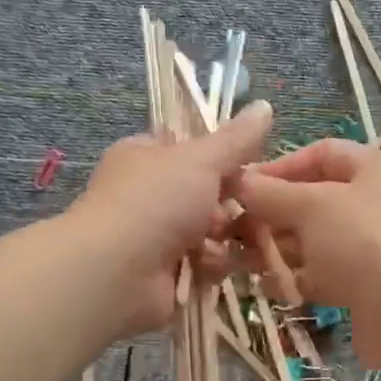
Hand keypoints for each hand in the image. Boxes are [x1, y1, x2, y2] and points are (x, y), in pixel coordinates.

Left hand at [68, 102, 274, 335]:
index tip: (248, 165)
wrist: (116, 272)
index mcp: (144, 157)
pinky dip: (208, 265)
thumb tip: (264, 106)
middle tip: (239, 206)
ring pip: (208, 231)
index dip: (221, 157)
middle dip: (226, 203)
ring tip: (217, 239)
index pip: (189, 150)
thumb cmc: (154, 201)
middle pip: (204, 194)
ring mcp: (152, 236)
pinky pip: (202, 264)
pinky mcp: (163, 275)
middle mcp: (146, 194)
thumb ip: (236, 139)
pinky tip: (204, 266)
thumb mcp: (201, 159)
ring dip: (220, 237)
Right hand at [230, 139, 380, 375]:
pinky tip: (268, 287)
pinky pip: (326, 274)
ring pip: (317, 240)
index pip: (322, 154)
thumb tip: (240, 182)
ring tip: (241, 260)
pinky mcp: (370, 287)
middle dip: (273, 213)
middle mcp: (379, 204)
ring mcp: (376, 248)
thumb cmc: (365, 242)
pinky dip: (298, 278)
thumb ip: (272, 193)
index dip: (281, 166)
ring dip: (279, 248)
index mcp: (376, 170)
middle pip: (316, 199)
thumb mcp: (312, 206)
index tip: (244, 186)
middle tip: (235, 229)